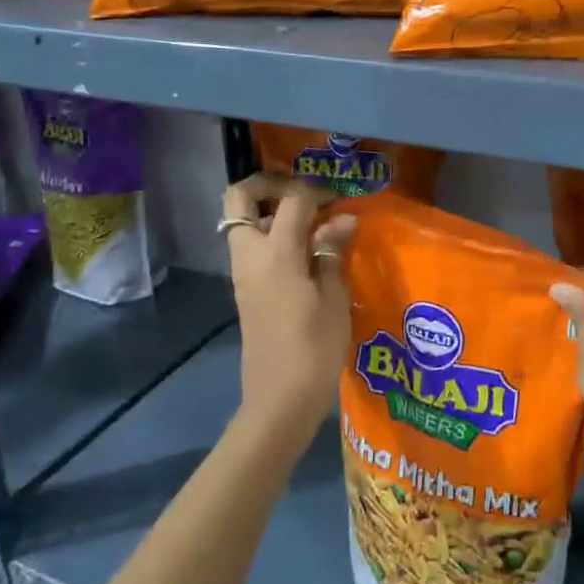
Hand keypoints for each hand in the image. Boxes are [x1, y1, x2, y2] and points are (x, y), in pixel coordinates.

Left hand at [223, 174, 357, 446]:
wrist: (279, 399)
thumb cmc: (314, 348)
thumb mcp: (334, 298)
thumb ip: (332, 252)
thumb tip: (343, 219)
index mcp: (275, 253)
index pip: (292, 199)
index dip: (318, 191)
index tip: (342, 199)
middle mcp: (250, 255)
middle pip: (240, 197)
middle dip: (269, 184)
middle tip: (304, 196)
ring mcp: (243, 273)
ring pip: (242, 221)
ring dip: (270, 211)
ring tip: (311, 225)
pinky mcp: (245, 289)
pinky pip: (251, 246)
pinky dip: (271, 236)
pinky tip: (305, 252)